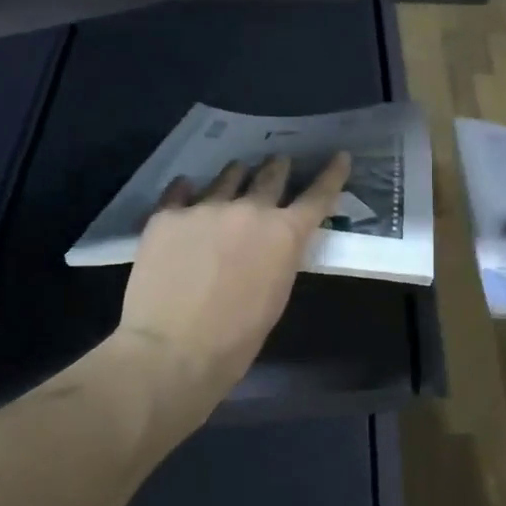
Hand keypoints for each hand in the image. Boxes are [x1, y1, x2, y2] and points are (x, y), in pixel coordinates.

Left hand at [94, 153, 350, 446]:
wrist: (173, 349)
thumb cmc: (237, 337)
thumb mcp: (277, 294)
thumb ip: (280, 257)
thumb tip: (273, 243)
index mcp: (285, 233)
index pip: (318, 195)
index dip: (332, 174)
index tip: (339, 156)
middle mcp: (250, 210)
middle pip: (271, 175)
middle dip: (278, 167)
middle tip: (279, 162)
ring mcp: (205, 208)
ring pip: (227, 177)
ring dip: (237, 174)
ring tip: (237, 172)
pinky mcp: (167, 216)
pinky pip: (180, 191)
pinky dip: (188, 190)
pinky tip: (187, 188)